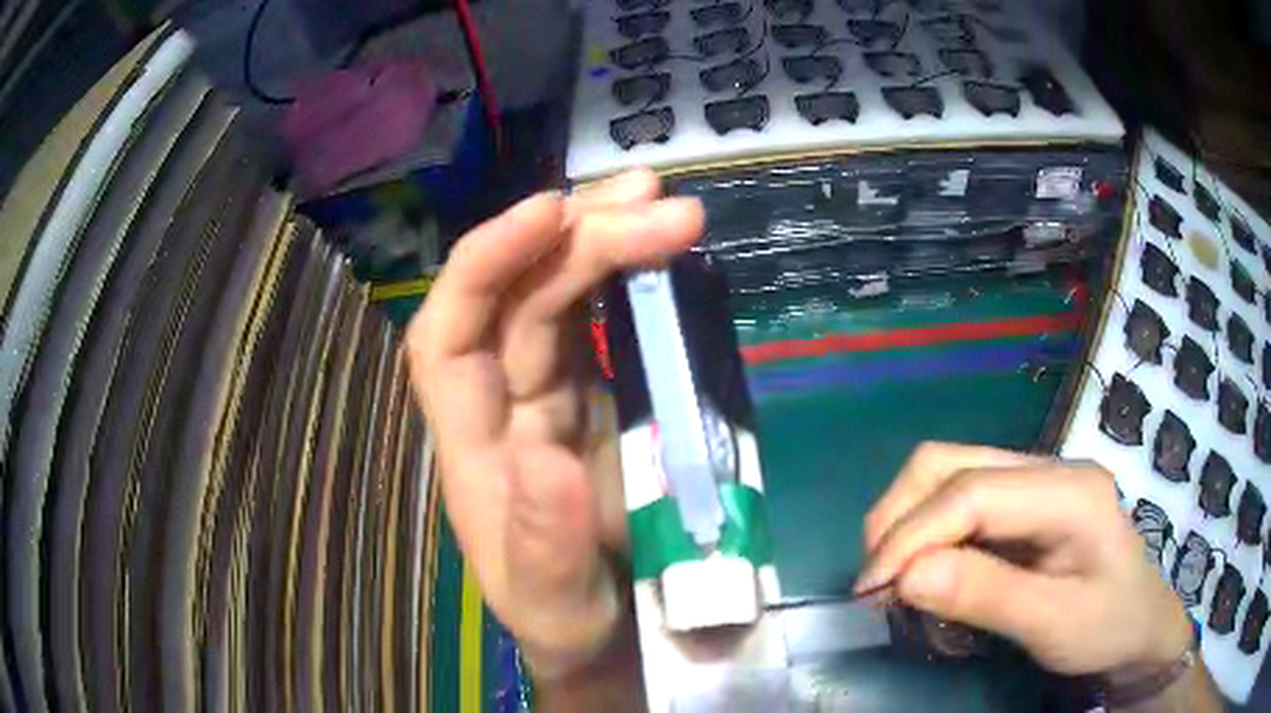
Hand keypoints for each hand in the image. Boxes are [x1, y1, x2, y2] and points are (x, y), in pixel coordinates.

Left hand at [405, 171, 703, 678]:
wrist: (610, 634)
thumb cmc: (569, 622)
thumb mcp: (555, 604)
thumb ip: (545, 545)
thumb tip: (545, 455)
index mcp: (470, 446)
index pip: (449, 330)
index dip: (485, 262)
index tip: (551, 214)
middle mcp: (499, 401)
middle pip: (519, 294)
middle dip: (582, 238)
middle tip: (661, 204)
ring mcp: (547, 391)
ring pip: (558, 291)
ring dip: (607, 237)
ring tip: (667, 202)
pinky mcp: (595, 393)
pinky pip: (599, 316)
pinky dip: (629, 273)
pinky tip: (662, 245)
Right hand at [859, 442, 1193, 675]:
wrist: (1141, 626)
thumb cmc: (1109, 627)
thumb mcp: (1055, 624)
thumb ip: (987, 596)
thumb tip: (905, 577)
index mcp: (1069, 489)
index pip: (971, 491)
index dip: (912, 536)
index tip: (872, 591)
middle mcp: (1048, 467)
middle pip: (950, 463)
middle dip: (899, 520)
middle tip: (877, 585)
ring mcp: (1036, 479)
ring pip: (947, 473)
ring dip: (908, 523)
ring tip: (895, 580)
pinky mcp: (1023, 502)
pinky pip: (958, 501)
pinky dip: (927, 533)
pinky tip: (927, 572)